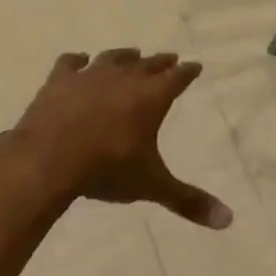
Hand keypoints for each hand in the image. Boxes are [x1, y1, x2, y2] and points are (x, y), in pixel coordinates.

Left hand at [11, 49, 230, 227]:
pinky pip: (71, 63)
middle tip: (170, 59)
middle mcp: (124, 78)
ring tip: (132, 54)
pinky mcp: (59, 81)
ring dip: (125, 56)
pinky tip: (79, 61)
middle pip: (149, 63)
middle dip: (162, 62)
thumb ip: (188, 201)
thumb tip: (228, 220)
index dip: (188, 72)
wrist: (47, 161)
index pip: (178, 77)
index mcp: (152, 97)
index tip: (195, 66)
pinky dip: (77, 61)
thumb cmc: (106, 169)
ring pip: (113, 58)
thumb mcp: (151, 185)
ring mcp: (90, 76)